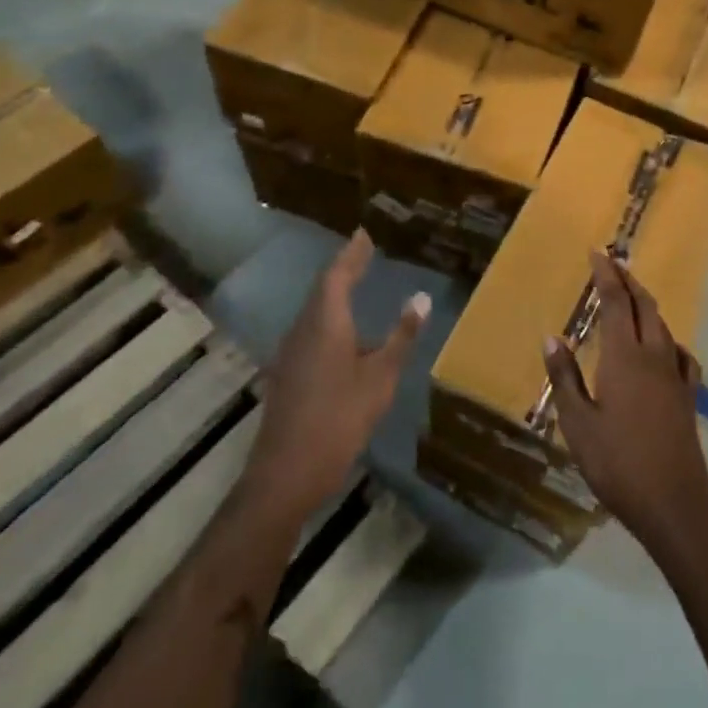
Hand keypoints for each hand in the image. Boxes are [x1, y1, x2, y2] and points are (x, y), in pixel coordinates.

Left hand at [238, 230, 427, 528]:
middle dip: (345, 268)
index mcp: (325, 324)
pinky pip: (312, 330)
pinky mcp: (289, 374)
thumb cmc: (339, 420)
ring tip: (358, 282)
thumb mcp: (380, 378)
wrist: (286, 474)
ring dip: (336, 293)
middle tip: (365, 252)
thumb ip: (401, 337)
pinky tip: (346, 332)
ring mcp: (292, 353)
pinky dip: (331, 318)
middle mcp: (304, 330)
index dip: (352, 253)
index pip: (338, 275)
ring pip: (315, 311)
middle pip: (323, 289)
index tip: (365, 233)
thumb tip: (421, 298)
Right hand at [540, 251, 707, 552]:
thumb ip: (565, 378)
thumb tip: (552, 338)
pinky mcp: (689, 396)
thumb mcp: (578, 424)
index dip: (606, 275)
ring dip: (646, 304)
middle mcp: (653, 355)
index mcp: (623, 357)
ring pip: (662, 325)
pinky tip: (664, 347)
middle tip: (612, 264)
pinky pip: (680, 354)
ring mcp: (675, 375)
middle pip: (643, 305)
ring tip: (632, 298)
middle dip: (628, 280)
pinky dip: (668, 339)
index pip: (615, 302)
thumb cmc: (617, 463)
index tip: (597, 252)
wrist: (673, 502)